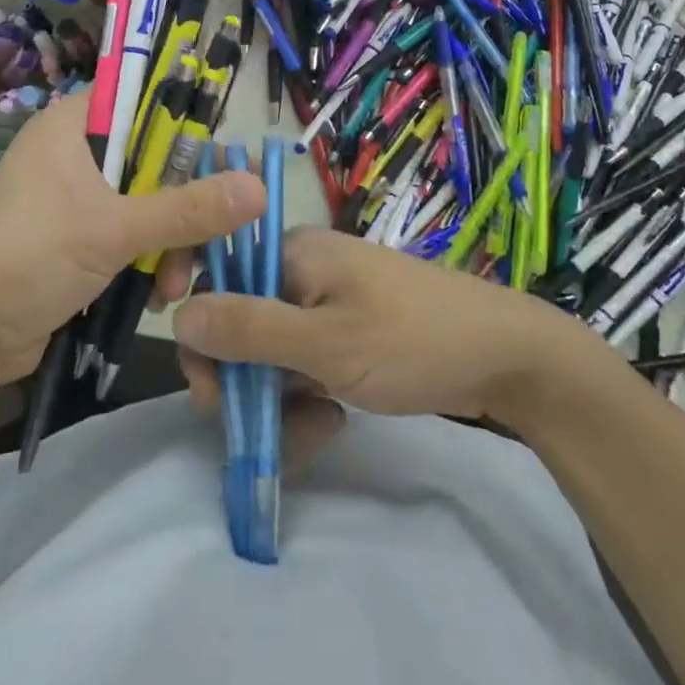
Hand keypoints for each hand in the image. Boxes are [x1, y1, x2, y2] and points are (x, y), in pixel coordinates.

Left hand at [0, 92, 264, 389]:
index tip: (221, 161)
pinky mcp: (75, 241)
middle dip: (183, 204)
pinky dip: (148, 261)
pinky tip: (158, 296)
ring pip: (145, 203)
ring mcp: (73, 200)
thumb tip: (260, 188)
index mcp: (70, 128)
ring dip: (170, 243)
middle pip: (151, 159)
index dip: (184, 123)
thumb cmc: (29, 260)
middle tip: (211, 236)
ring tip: (177, 285)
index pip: (140, 100)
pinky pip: (129, 236)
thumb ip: (188, 209)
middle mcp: (72, 155)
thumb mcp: (113, 231)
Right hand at [172, 226, 606, 422]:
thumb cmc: (412, 339)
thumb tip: (177, 316)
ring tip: (312, 431)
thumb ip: (249, 330)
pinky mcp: (348, 334)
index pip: (218, 275)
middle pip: (241, 319)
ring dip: (275, 397)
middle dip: (239, 376)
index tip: (205, 380)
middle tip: (247, 423)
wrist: (507, 357)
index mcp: (293, 253)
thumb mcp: (325, 343)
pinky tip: (330, 422)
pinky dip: (305, 394)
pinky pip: (304, 363)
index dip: (200, 323)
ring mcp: (328, 303)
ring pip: (272, 350)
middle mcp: (304, 270)